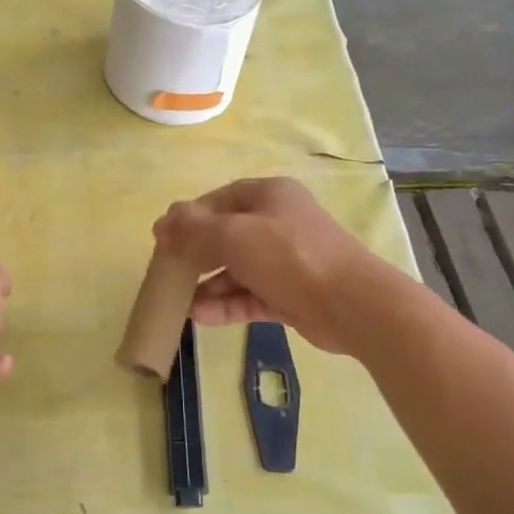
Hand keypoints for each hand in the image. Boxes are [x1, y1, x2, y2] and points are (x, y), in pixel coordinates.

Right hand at [152, 177, 384, 355]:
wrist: (352, 304)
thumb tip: (161, 225)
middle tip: (169, 273)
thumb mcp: (234, 235)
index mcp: (269, 196)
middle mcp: (278, 224)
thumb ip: (193, 230)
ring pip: (237, 270)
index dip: (189, 217)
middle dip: (196, 255)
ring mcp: (286, 262)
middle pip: (226, 236)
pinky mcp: (290, 295)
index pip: (220, 200)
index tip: (164, 239)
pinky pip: (250, 296)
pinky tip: (201, 317)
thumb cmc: (290, 256)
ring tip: (182, 303)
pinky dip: (226, 305)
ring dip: (208, 286)